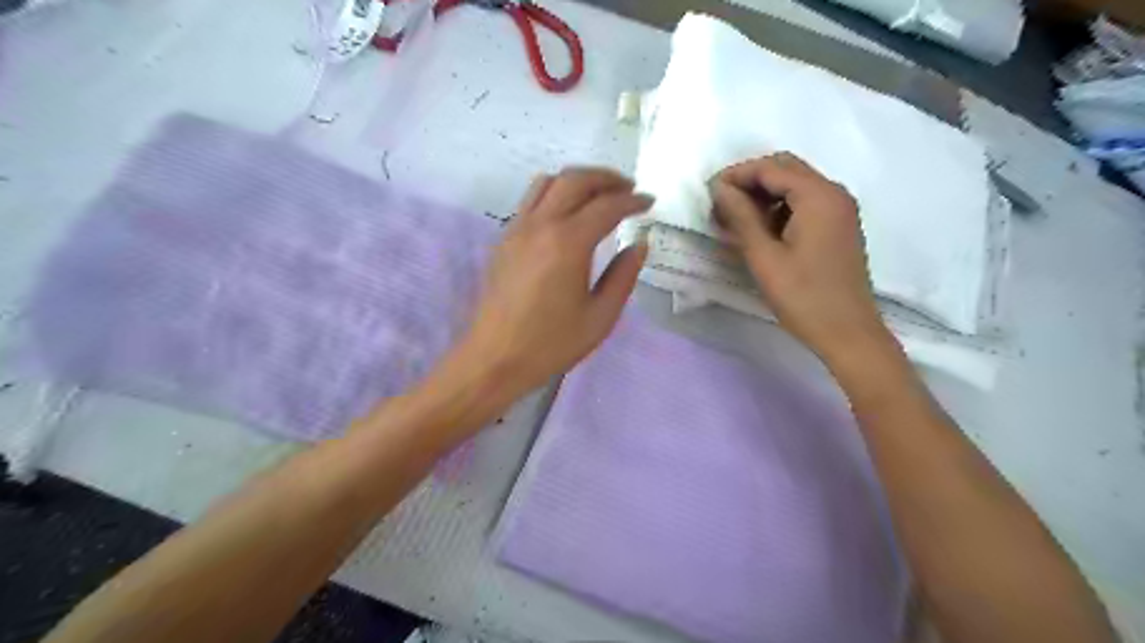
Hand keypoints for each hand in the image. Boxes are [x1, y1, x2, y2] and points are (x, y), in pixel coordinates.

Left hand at [457, 165, 652, 395]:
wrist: (494, 359)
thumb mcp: (600, 317)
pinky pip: (530, 200)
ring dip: (577, 181)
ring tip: (598, 195)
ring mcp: (517, 229)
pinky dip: (555, 194)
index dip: (632, 200)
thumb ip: (623, 276)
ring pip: (547, 182)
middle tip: (628, 189)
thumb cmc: (551, 344)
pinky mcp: (504, 240)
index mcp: (568, 243)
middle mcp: (540, 225)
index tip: (649, 202)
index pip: (606, 206)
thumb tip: (639, 245)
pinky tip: (567, 215)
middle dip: (606, 178)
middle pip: (575, 180)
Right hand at [713, 150, 888, 360]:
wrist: (847, 333)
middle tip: (720, 204)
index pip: (771, 168)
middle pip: (785, 170)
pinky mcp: (838, 227)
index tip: (708, 193)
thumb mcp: (764, 257)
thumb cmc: (803, 297)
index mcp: (818, 196)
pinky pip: (804, 204)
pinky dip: (779, 209)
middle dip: (749, 181)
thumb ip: (740, 217)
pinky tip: (758, 231)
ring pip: (794, 186)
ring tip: (733, 220)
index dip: (736, 175)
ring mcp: (839, 210)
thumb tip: (719, 189)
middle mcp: (833, 193)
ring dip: (763, 195)